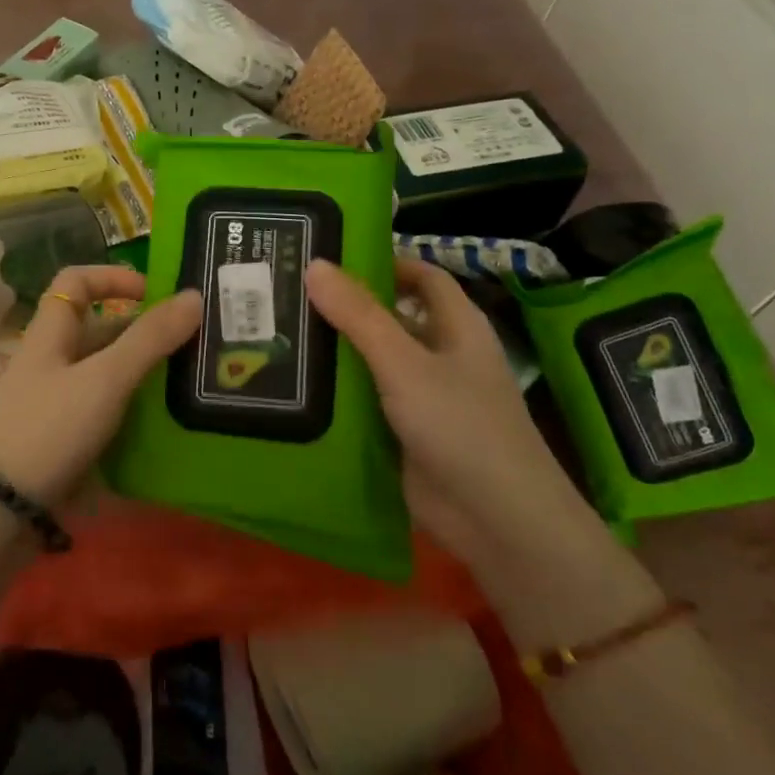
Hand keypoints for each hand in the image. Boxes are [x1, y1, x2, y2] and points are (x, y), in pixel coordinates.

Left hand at [0, 266, 201, 507]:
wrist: (4, 508)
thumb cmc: (52, 429)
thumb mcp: (105, 379)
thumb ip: (149, 339)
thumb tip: (194, 296)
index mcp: (51, 333)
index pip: (76, 281)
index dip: (113, 276)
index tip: (154, 294)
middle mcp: (52, 360)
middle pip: (98, 328)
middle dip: (143, 330)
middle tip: (192, 342)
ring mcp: (56, 399)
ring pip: (104, 369)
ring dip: (142, 369)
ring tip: (190, 379)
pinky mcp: (64, 434)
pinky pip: (104, 405)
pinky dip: (132, 405)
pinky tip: (164, 418)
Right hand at [304, 255, 594, 556]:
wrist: (496, 520)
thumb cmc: (460, 426)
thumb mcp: (405, 363)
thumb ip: (359, 316)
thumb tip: (314, 264)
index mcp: (457, 326)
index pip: (421, 276)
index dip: (383, 261)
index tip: (330, 254)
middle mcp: (441, 355)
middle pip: (391, 317)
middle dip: (346, 306)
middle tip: (288, 293)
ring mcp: (423, 396)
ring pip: (374, 361)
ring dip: (336, 351)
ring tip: (278, 332)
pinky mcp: (405, 432)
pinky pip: (367, 401)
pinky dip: (338, 392)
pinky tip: (295, 385)